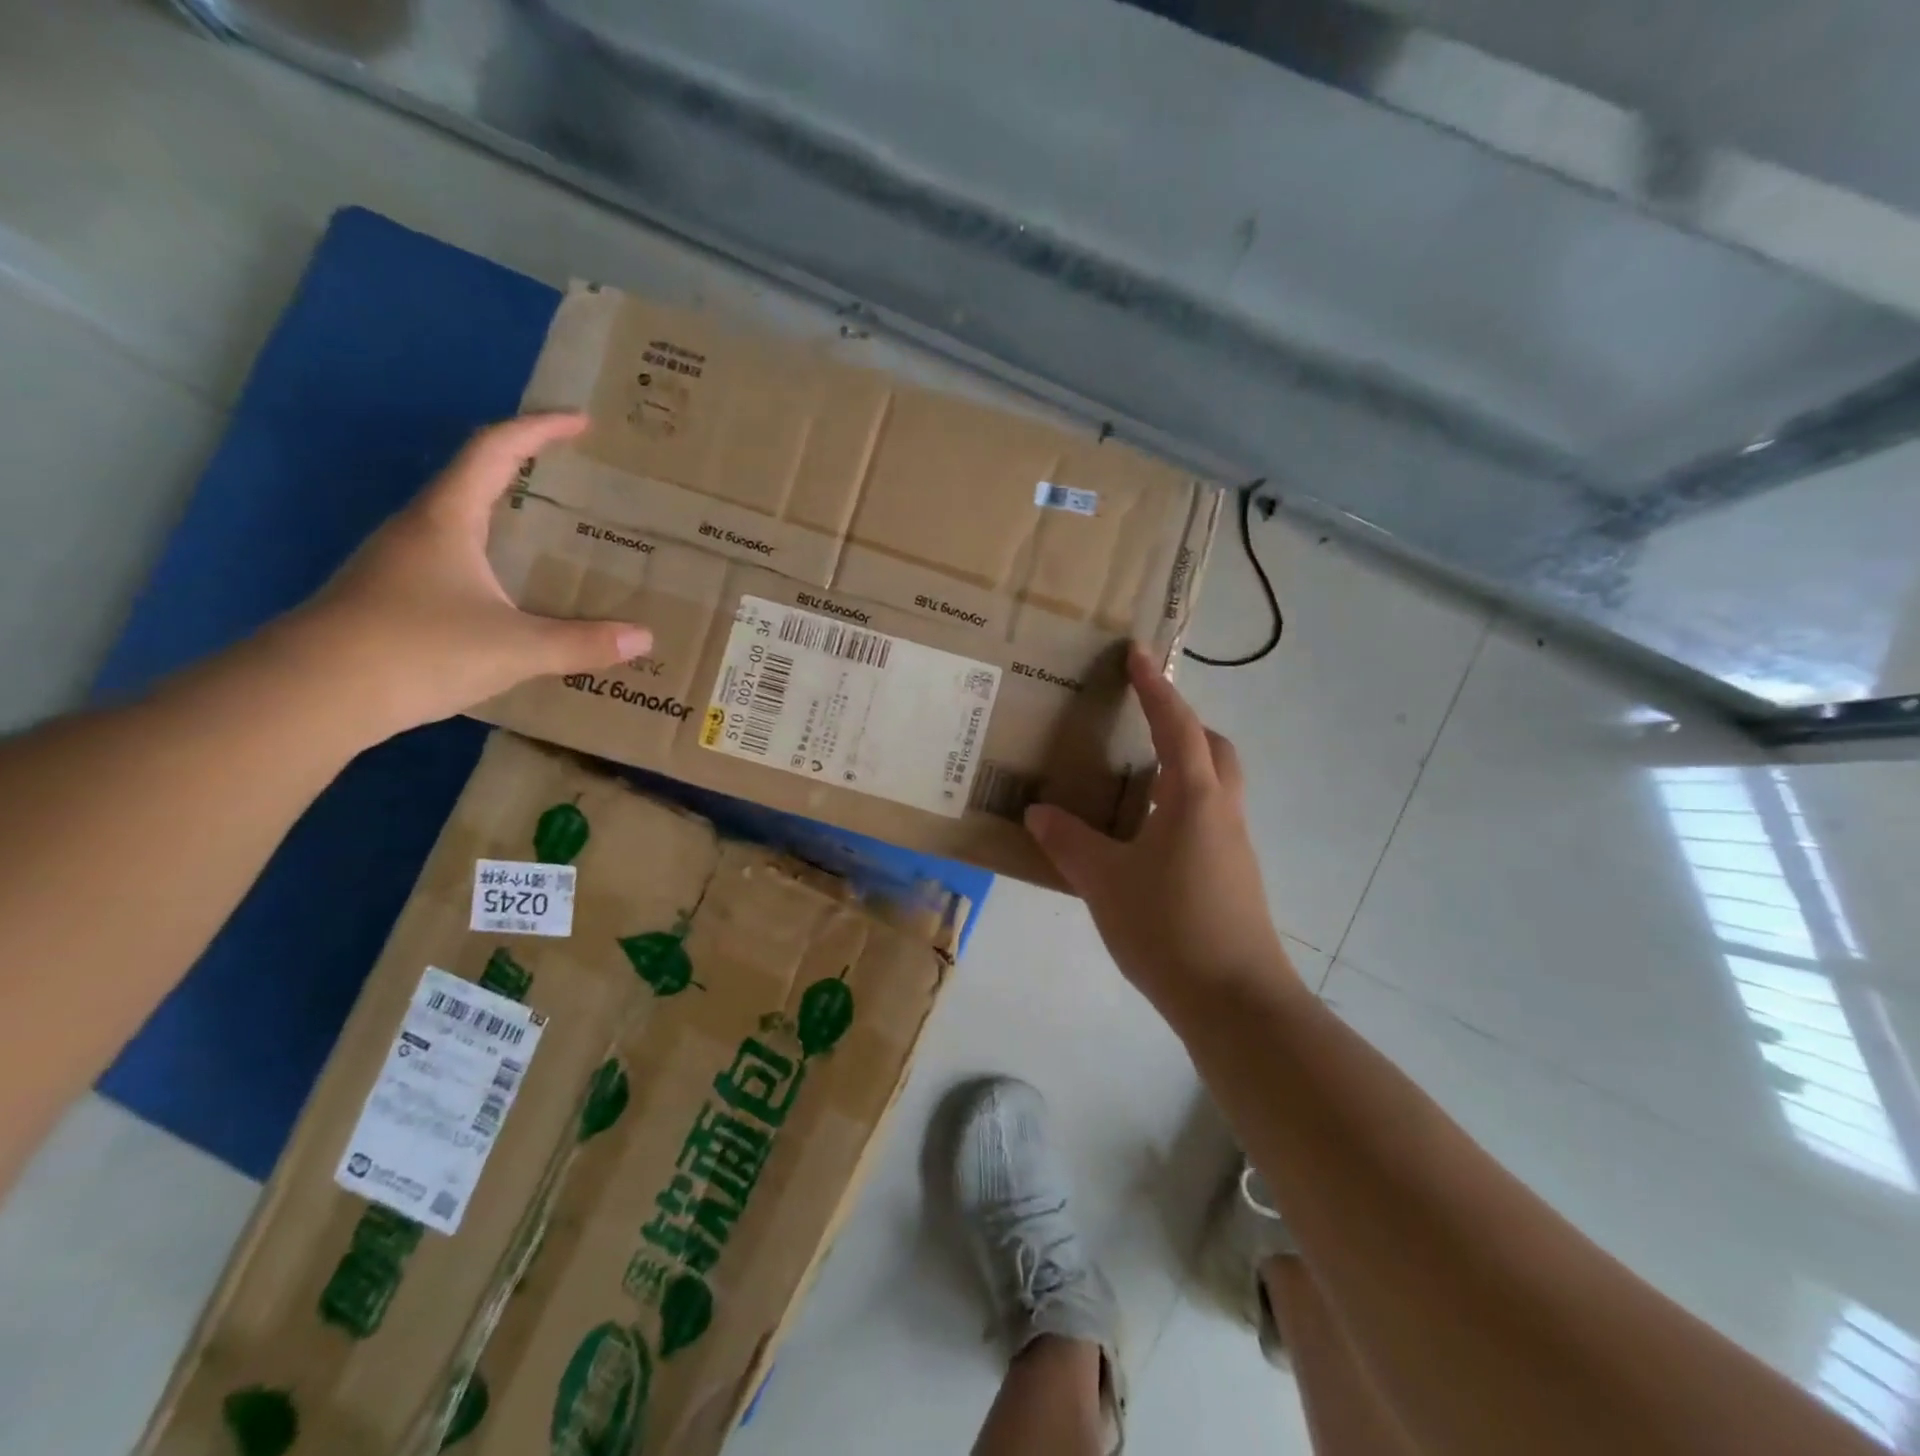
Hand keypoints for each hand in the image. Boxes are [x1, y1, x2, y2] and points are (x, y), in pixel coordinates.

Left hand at [289, 413, 649, 736]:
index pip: (495, 450)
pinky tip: (511, 592)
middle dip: (525, 470)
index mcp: (447, 519)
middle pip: (474, 479)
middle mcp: (419, 529)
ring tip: (551, 534)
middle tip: (574, 481)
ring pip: (460, 522)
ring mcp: (399, 563)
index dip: (538, 429)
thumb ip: (582, 643)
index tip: (580, 422)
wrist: (313, 694)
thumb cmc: (418, 649)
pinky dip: (490, 558)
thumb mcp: (515, 648)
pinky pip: (452, 560)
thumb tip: (643, 638)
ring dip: (505, 516)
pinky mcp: (392, 597)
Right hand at [1025, 644, 1296, 1014]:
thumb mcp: (1104, 881)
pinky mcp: (1234, 874)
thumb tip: (1039, 811)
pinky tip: (1144, 836)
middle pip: (1211, 749)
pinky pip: (1207, 818)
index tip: (1138, 653)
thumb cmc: (1168, 927)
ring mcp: (1233, 844)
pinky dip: (1179, 806)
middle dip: (1180, 725)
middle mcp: (1221, 810)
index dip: (1155, 687)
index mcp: (1192, 797)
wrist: (1235, 1000)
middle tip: (1140, 724)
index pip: (1175, 725)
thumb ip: (1068, 841)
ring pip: (1213, 785)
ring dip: (1181, 768)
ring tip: (1133, 779)